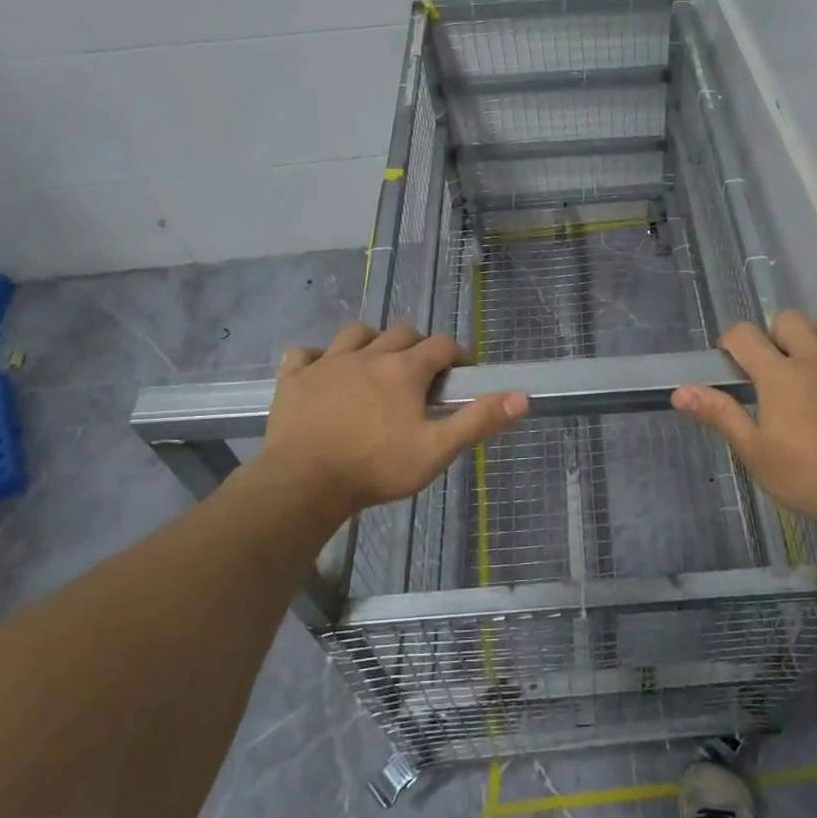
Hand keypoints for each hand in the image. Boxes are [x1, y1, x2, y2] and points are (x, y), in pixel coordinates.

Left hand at [252, 322, 527, 525]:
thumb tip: (522, 396)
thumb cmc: (376, 468)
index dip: (457, 354)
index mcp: (404, 370)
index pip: (441, 345)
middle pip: (401, 333)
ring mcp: (327, 364)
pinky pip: (304, 353)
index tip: (463, 371)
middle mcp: (368, 355)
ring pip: (355, 333)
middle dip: (418, 345)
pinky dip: (316, 357)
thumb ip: (478, 421)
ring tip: (376, 363)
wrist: (303, 484)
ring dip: (371, 341)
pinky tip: (322, 371)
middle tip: (423, 373)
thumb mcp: (436, 450)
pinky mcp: (294, 379)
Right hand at [672, 311, 816, 541]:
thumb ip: (720, 414)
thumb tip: (680, 391)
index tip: (731, 360)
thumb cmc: (808, 479)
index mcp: (780, 376)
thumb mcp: (754, 452)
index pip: (745, 335)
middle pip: (791, 321)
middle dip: (777, 335)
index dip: (732, 340)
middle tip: (776, 364)